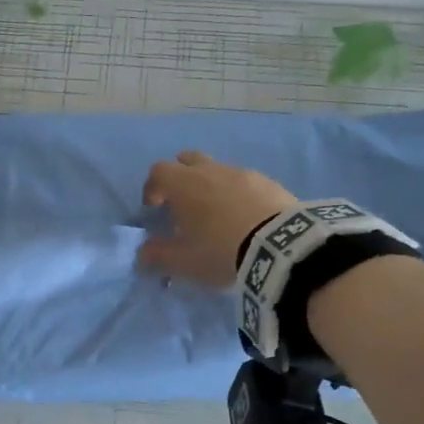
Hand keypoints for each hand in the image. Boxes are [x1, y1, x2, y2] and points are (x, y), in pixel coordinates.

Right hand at [137, 151, 298, 286]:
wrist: (281, 247)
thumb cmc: (222, 252)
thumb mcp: (184, 263)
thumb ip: (158, 256)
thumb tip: (142, 253)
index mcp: (185, 185)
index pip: (158, 172)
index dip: (152, 188)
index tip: (154, 208)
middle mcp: (211, 171)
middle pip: (188, 160)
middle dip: (181, 178)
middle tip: (183, 205)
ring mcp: (243, 173)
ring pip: (218, 170)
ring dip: (211, 186)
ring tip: (217, 215)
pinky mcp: (269, 183)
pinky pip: (244, 181)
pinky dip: (237, 193)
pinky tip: (245, 218)